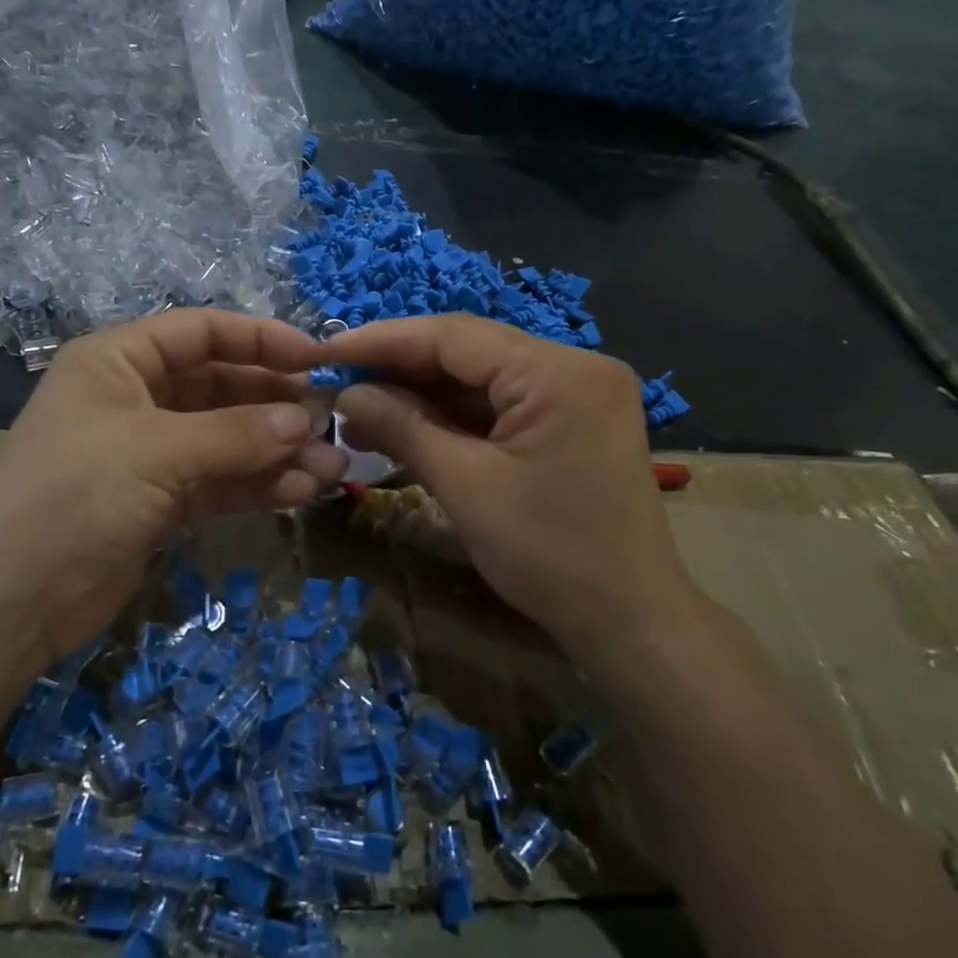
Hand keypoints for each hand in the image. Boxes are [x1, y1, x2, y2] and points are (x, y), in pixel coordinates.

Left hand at [0, 311, 346, 670]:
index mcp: (119, 361)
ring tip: (332, 469)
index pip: (201, 331)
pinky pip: (220, 480)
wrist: (12, 601)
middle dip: (277, 404)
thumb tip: (304, 420)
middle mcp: (136, 398)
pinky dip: (258, 484)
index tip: (316, 359)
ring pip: (228, 438)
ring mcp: (150, 452)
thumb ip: (236, 433)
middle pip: (222, 386)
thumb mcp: (156, 452)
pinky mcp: (161, 501)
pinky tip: (301, 491)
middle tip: (332, 423)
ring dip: (278, 451)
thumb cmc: (75, 497)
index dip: (260, 339)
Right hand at [319, 314, 693, 650]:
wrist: (630, 621)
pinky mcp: (570, 422)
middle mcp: (574, 366)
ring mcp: (576, 394)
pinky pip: (500, 406)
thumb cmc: (549, 554)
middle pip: (469, 352)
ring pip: (481, 380)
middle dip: (400, 371)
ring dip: (422, 397)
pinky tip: (405, 430)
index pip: (455, 336)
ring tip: (360, 416)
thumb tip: (345, 395)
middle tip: (338, 388)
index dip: (383, 341)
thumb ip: (403, 428)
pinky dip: (452, 419)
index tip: (327, 351)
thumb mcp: (466, 486)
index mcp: (558, 372)